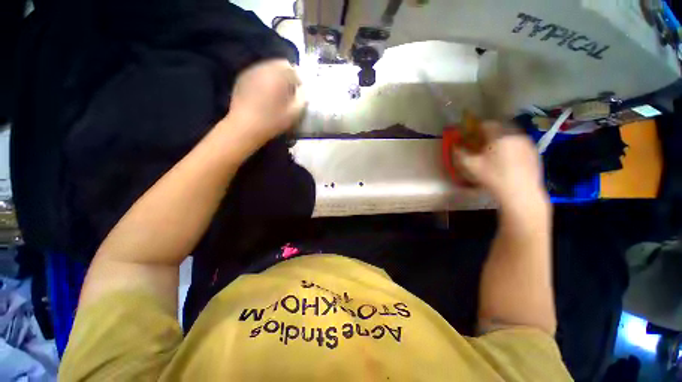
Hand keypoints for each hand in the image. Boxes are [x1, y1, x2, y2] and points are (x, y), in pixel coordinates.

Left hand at [226, 59, 305, 144]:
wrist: (244, 127)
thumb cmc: (272, 121)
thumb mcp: (294, 113)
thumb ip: (302, 98)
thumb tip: (303, 89)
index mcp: (278, 76)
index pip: (294, 70)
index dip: (299, 81)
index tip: (299, 92)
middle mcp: (264, 68)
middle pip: (280, 64)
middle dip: (287, 76)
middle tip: (289, 92)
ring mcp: (251, 71)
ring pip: (268, 68)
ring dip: (275, 77)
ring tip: (277, 93)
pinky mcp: (242, 78)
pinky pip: (258, 73)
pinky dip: (264, 80)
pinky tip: (264, 94)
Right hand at [453, 121, 548, 208]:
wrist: (521, 193)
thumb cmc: (493, 177)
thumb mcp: (471, 166)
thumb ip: (460, 153)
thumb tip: (455, 146)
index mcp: (499, 136)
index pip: (487, 124)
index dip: (476, 128)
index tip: (471, 136)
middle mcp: (515, 134)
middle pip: (500, 127)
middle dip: (489, 133)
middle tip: (481, 144)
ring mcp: (527, 142)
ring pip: (510, 135)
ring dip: (501, 139)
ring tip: (494, 152)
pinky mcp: (534, 151)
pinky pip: (519, 143)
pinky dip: (511, 146)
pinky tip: (507, 159)